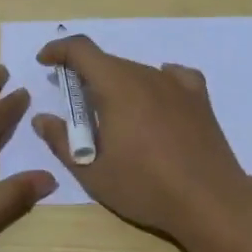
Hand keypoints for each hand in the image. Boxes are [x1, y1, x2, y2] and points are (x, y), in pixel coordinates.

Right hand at [31, 35, 251, 244]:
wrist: (210, 200)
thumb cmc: (145, 187)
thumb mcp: (93, 173)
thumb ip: (61, 142)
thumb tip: (42, 119)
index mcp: (116, 86)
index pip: (81, 50)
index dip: (58, 50)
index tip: (45, 63)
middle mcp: (146, 75)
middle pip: (109, 63)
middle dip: (86, 77)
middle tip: (77, 110)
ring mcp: (176, 85)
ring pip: (138, 72)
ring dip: (118, 85)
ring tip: (116, 119)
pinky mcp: (199, 99)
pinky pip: (173, 77)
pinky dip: (156, 83)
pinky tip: (156, 100)